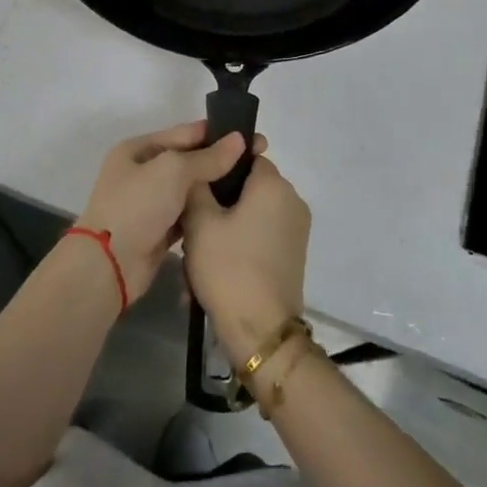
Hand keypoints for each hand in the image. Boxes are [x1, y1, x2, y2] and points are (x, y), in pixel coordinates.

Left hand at [75, 122, 261, 304]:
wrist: (109, 265)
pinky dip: (205, 212)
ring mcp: (149, 203)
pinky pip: (187, 214)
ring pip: (189, 189)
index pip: (185, 133)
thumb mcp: (173, 171)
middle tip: (259, 162)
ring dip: (214, 187)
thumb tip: (239, 140)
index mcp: (138, 149)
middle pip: (189, 160)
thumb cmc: (137, 206)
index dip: (219, 134)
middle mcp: (142, 171)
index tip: (253, 138)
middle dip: (221, 161)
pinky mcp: (158, 231)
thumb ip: (207, 157)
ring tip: (251, 186)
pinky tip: (231, 212)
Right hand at [183, 154, 310, 360]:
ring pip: (252, 214)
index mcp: (274, 184)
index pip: (246, 155)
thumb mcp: (199, 222)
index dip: (218, 166)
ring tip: (196, 255)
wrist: (261, 331)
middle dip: (218, 203)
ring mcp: (297, 229)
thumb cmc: (229, 267)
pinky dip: (239, 246)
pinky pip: (261, 236)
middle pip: (248, 187)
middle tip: (190, 225)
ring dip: (225, 228)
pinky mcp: (294, 255)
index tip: (195, 183)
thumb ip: (197, 185)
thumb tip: (200, 167)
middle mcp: (292, 200)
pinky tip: (213, 271)